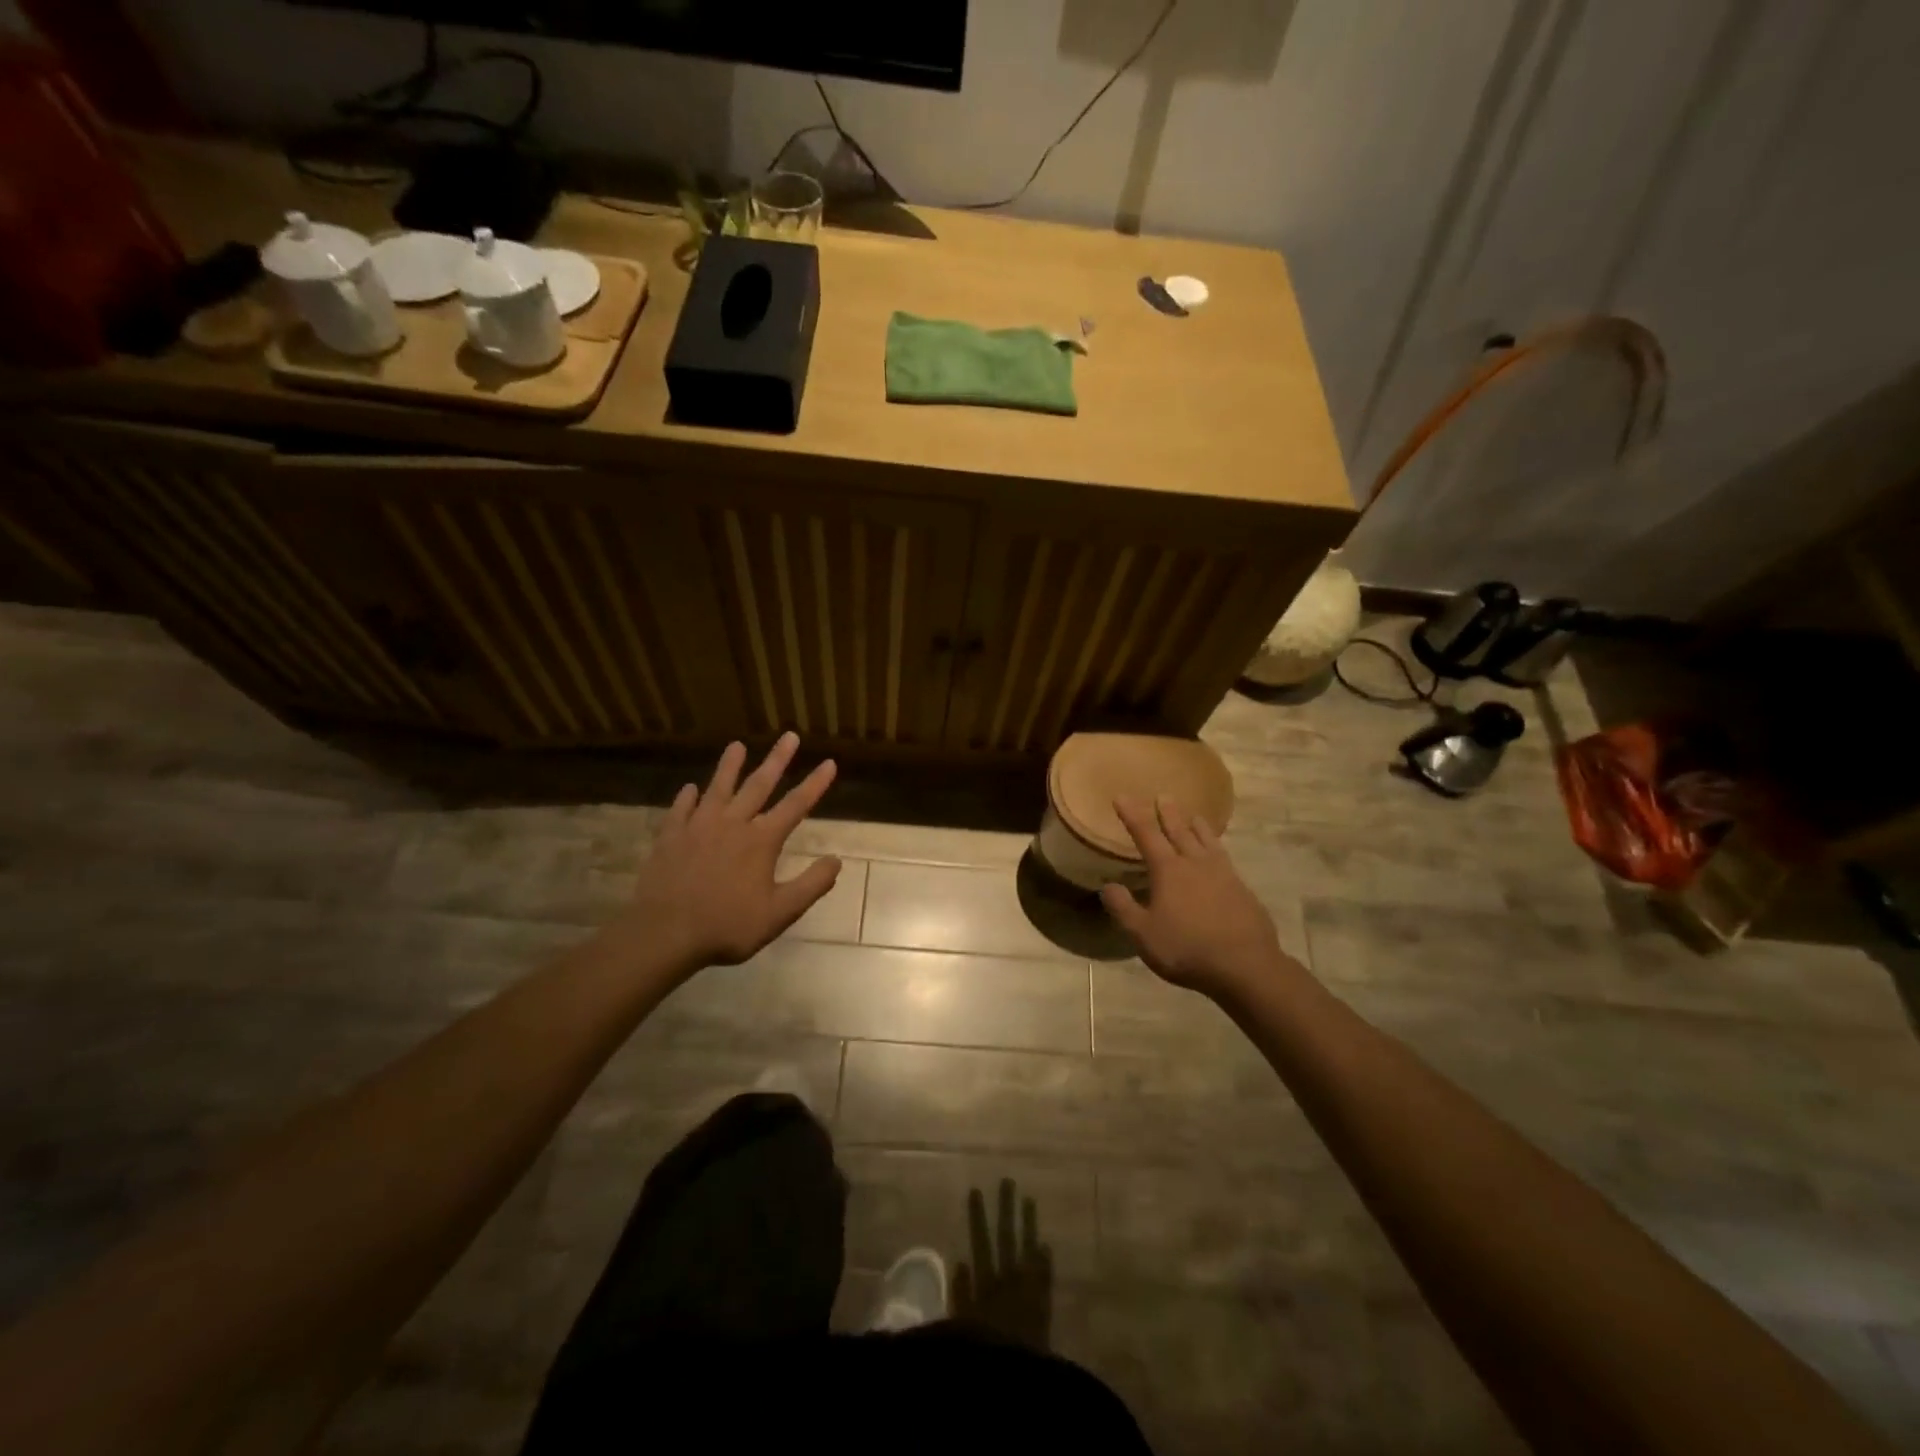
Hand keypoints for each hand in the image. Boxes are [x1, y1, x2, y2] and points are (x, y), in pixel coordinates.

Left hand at [609, 734, 840, 973]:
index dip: (814, 784)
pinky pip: (681, 810)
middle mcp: (732, 824)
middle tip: (788, 736)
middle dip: (777, 760)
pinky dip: (687, 797)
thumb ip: (811, 885)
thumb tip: (836, 860)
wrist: (665, 934)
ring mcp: (698, 828)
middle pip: (758, 785)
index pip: (795, 805)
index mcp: (761, 841)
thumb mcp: (780, 913)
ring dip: (729, 766)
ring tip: (737, 745)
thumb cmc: (728, 926)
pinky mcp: (670, 838)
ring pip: (718, 789)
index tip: (829, 762)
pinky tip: (690, 788)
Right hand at [1099, 795, 1290, 999]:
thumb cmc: (1186, 948)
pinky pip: (1225, 858)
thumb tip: (1108, 886)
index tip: (1122, 797)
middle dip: (1168, 813)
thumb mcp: (1143, 934)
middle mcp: (1195, 864)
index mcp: (1169, 870)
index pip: (1146, 834)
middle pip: (1179, 831)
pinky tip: (1218, 855)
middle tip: (1163, 795)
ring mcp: (1223, 875)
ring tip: (1193, 815)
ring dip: (1197, 826)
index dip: (1132, 814)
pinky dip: (1217, 848)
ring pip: (1207, 841)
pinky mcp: (1242, 890)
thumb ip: (1123, 908)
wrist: (1245, 966)